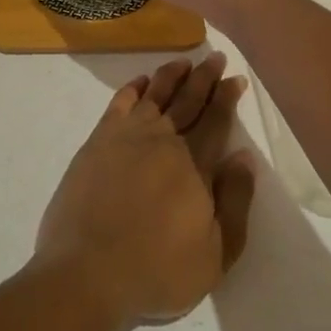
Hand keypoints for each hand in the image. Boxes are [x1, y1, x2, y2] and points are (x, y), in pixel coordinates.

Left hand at [35, 54, 255, 330]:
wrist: (87, 272)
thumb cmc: (157, 270)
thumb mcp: (216, 253)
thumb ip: (234, 201)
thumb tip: (244, 156)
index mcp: (194, 164)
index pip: (215, 120)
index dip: (226, 97)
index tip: (235, 78)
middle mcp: (162, 140)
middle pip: (187, 100)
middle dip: (204, 77)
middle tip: (215, 57)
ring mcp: (125, 138)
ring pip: (153, 95)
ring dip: (170, 76)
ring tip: (183, 62)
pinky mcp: (96, 143)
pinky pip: (118, 104)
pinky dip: (132, 89)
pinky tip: (140, 82)